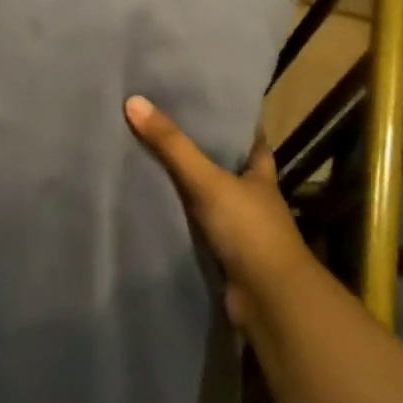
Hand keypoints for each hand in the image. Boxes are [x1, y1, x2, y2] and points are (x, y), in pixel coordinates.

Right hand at [125, 95, 310, 328]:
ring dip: (185, 186)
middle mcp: (252, 198)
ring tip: (146, 159)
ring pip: (208, 197)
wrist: (269, 300)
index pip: (250, 140)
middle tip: (162, 126)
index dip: (232, 122)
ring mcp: (239, 229)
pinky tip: (152, 205)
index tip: (205, 103)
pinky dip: (178, 217)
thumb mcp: (208, 180)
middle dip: (201, 151)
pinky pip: (195, 226)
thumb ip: (172, 145)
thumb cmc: (249, 230)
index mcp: (260, 175)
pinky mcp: (223, 254)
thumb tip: (133, 101)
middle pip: (226, 167)